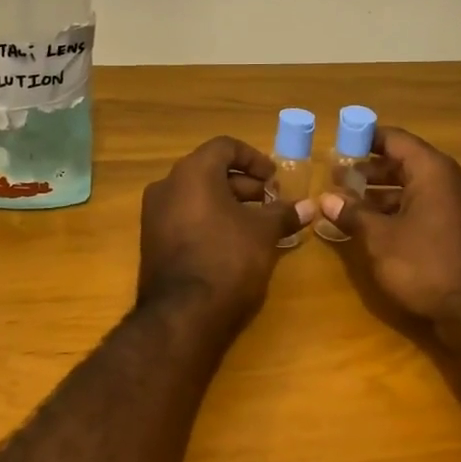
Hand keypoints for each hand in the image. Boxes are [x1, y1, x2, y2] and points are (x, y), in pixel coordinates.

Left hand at [139, 137, 312, 328]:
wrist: (183, 314)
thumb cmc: (227, 259)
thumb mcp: (263, 233)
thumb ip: (283, 213)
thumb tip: (308, 207)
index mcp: (192, 172)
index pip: (225, 147)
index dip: (254, 158)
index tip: (275, 179)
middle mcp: (167, 185)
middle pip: (209, 171)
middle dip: (244, 185)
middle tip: (271, 202)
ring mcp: (155, 214)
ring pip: (197, 196)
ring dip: (228, 203)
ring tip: (257, 224)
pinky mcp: (152, 241)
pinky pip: (185, 217)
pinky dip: (209, 220)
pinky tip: (233, 242)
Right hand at [318, 127, 460, 328]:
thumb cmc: (426, 265)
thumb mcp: (380, 239)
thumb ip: (353, 214)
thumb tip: (327, 199)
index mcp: (434, 171)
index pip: (396, 139)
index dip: (365, 139)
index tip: (339, 143)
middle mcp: (452, 181)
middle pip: (406, 163)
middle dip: (370, 170)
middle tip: (337, 178)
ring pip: (416, 188)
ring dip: (382, 193)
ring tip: (349, 204)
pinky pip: (427, 207)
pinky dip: (400, 210)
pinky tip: (376, 227)